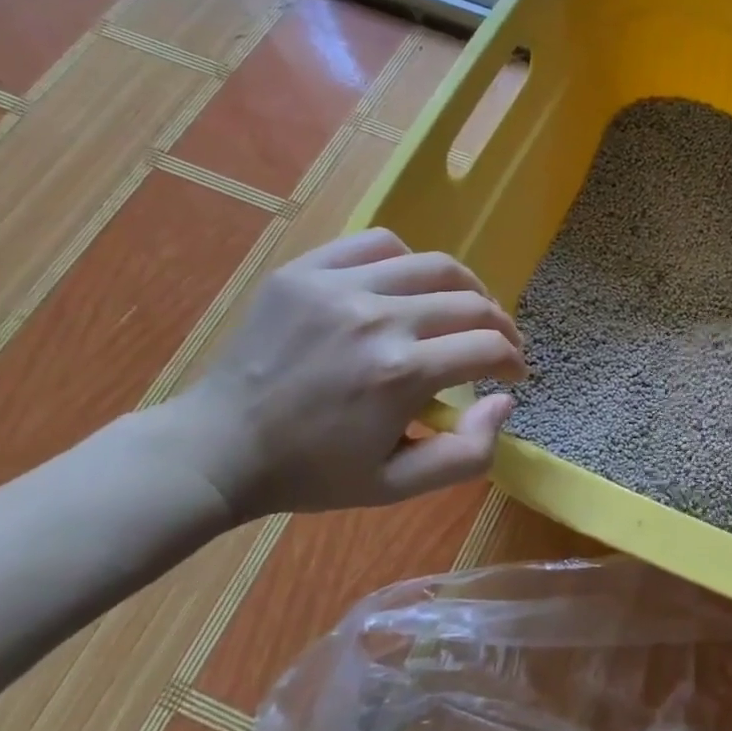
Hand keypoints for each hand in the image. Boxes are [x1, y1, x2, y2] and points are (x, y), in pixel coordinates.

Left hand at [172, 229, 526, 519]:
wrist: (217, 448)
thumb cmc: (312, 472)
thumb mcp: (396, 486)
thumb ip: (467, 453)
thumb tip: (504, 401)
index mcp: (402, 374)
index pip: (489, 347)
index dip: (514, 361)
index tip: (512, 374)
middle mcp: (379, 319)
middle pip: (472, 302)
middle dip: (499, 325)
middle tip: (497, 344)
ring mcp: (340, 287)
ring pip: (435, 264)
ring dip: (465, 288)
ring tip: (463, 308)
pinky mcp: (307, 271)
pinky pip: (378, 244)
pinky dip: (407, 261)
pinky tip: (405, 287)